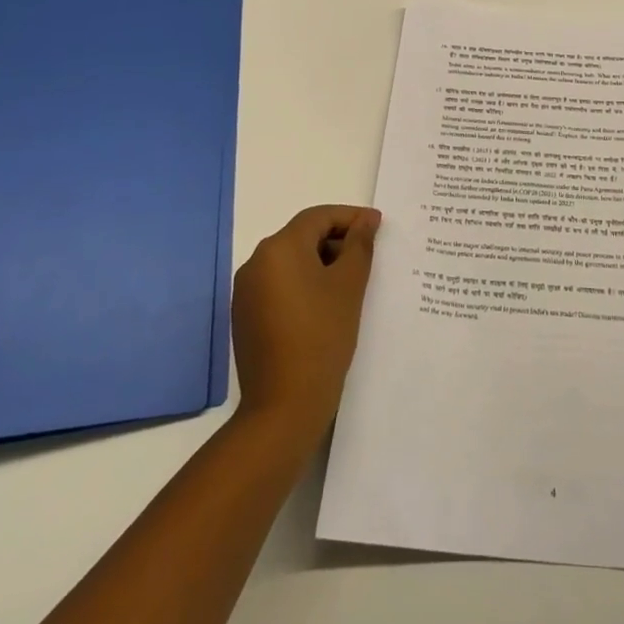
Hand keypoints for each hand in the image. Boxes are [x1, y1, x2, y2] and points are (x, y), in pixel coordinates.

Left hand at [231, 205, 380, 441]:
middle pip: (302, 236)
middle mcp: (256, 262)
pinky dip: (304, 284)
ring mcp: (246, 292)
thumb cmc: (322, 336)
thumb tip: (366, 221)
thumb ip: (360, 244)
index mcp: (279, 248)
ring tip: (352, 279)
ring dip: (321, 262)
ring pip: (291, 261)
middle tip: (368, 253)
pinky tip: (326, 304)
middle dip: (336, 239)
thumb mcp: (349, 284)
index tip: (377, 225)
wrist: (284, 407)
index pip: (318, 217)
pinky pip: (279, 285)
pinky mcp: (246, 317)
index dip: (350, 216)